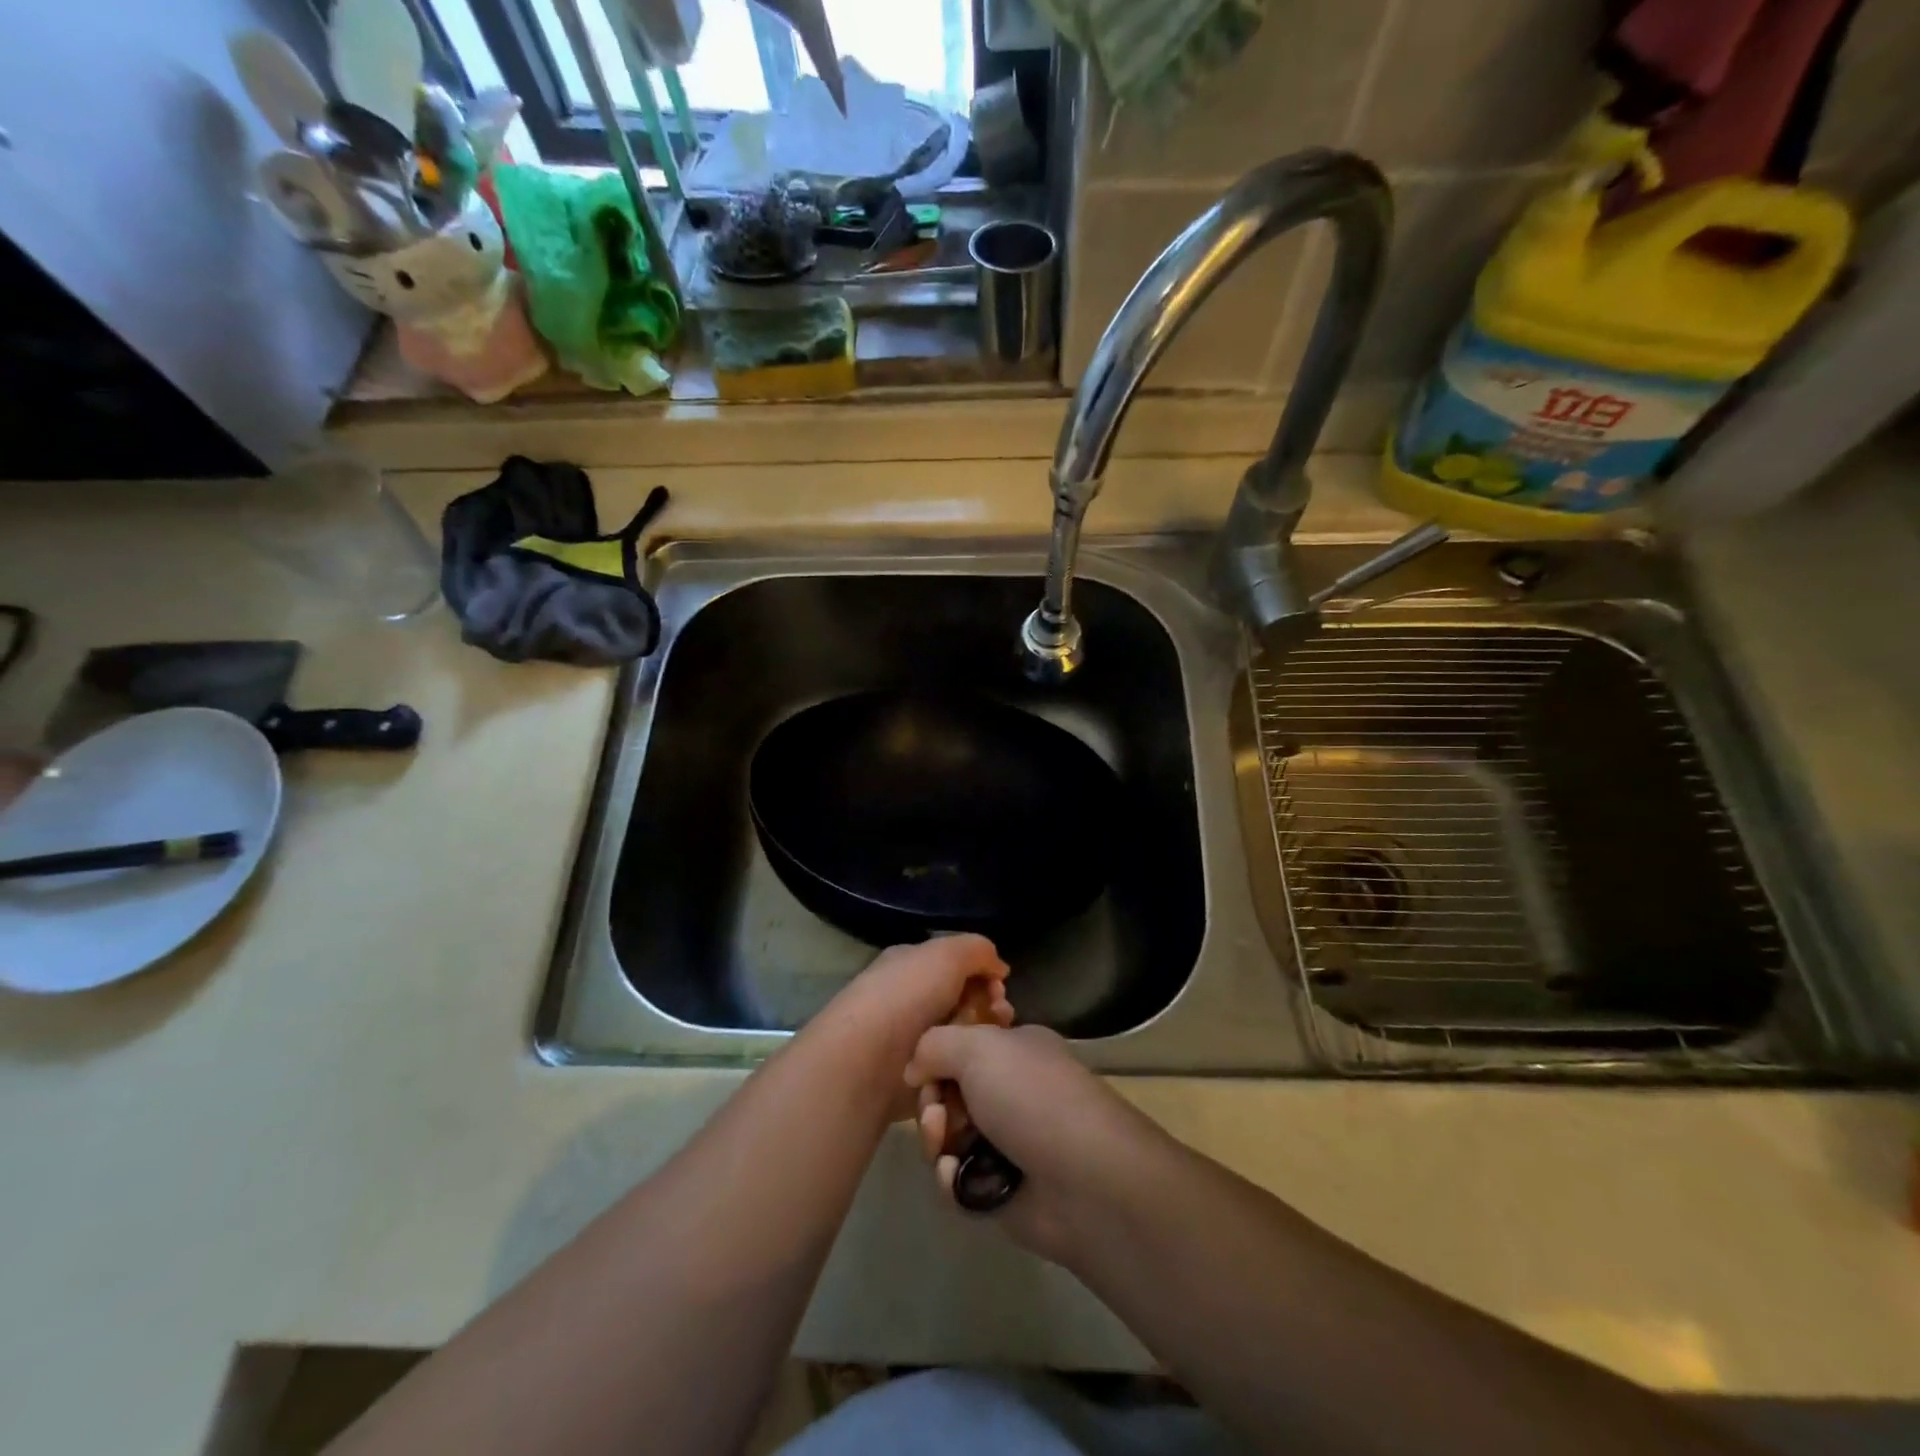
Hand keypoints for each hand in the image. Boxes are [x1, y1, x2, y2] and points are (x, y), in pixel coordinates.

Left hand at [806, 935, 1012, 1117]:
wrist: (868, 1059)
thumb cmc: (907, 996)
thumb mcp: (947, 954)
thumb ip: (978, 951)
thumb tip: (999, 968)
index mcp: (910, 965)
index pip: (955, 965)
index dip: (983, 974)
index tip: (1001, 989)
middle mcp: (909, 999)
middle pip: (962, 1002)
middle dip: (988, 1008)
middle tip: (1002, 1016)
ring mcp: (911, 1040)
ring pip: (960, 1038)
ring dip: (980, 1039)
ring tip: (991, 1044)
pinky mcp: (915, 1077)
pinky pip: (950, 1070)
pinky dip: (964, 1070)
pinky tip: (976, 1071)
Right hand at [904, 1023, 1153, 1262]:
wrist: (1085, 1181)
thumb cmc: (1032, 1097)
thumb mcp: (979, 1047)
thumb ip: (935, 1044)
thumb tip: (915, 1068)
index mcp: (1015, 1049)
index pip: (961, 1044)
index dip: (935, 1058)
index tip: (921, 1072)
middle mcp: (1011, 1091)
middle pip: (948, 1092)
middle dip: (932, 1105)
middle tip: (935, 1118)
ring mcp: (1007, 1141)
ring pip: (947, 1138)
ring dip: (936, 1142)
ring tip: (945, 1151)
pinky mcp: (1001, 1190)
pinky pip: (957, 1181)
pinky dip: (950, 1180)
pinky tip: (957, 1180)